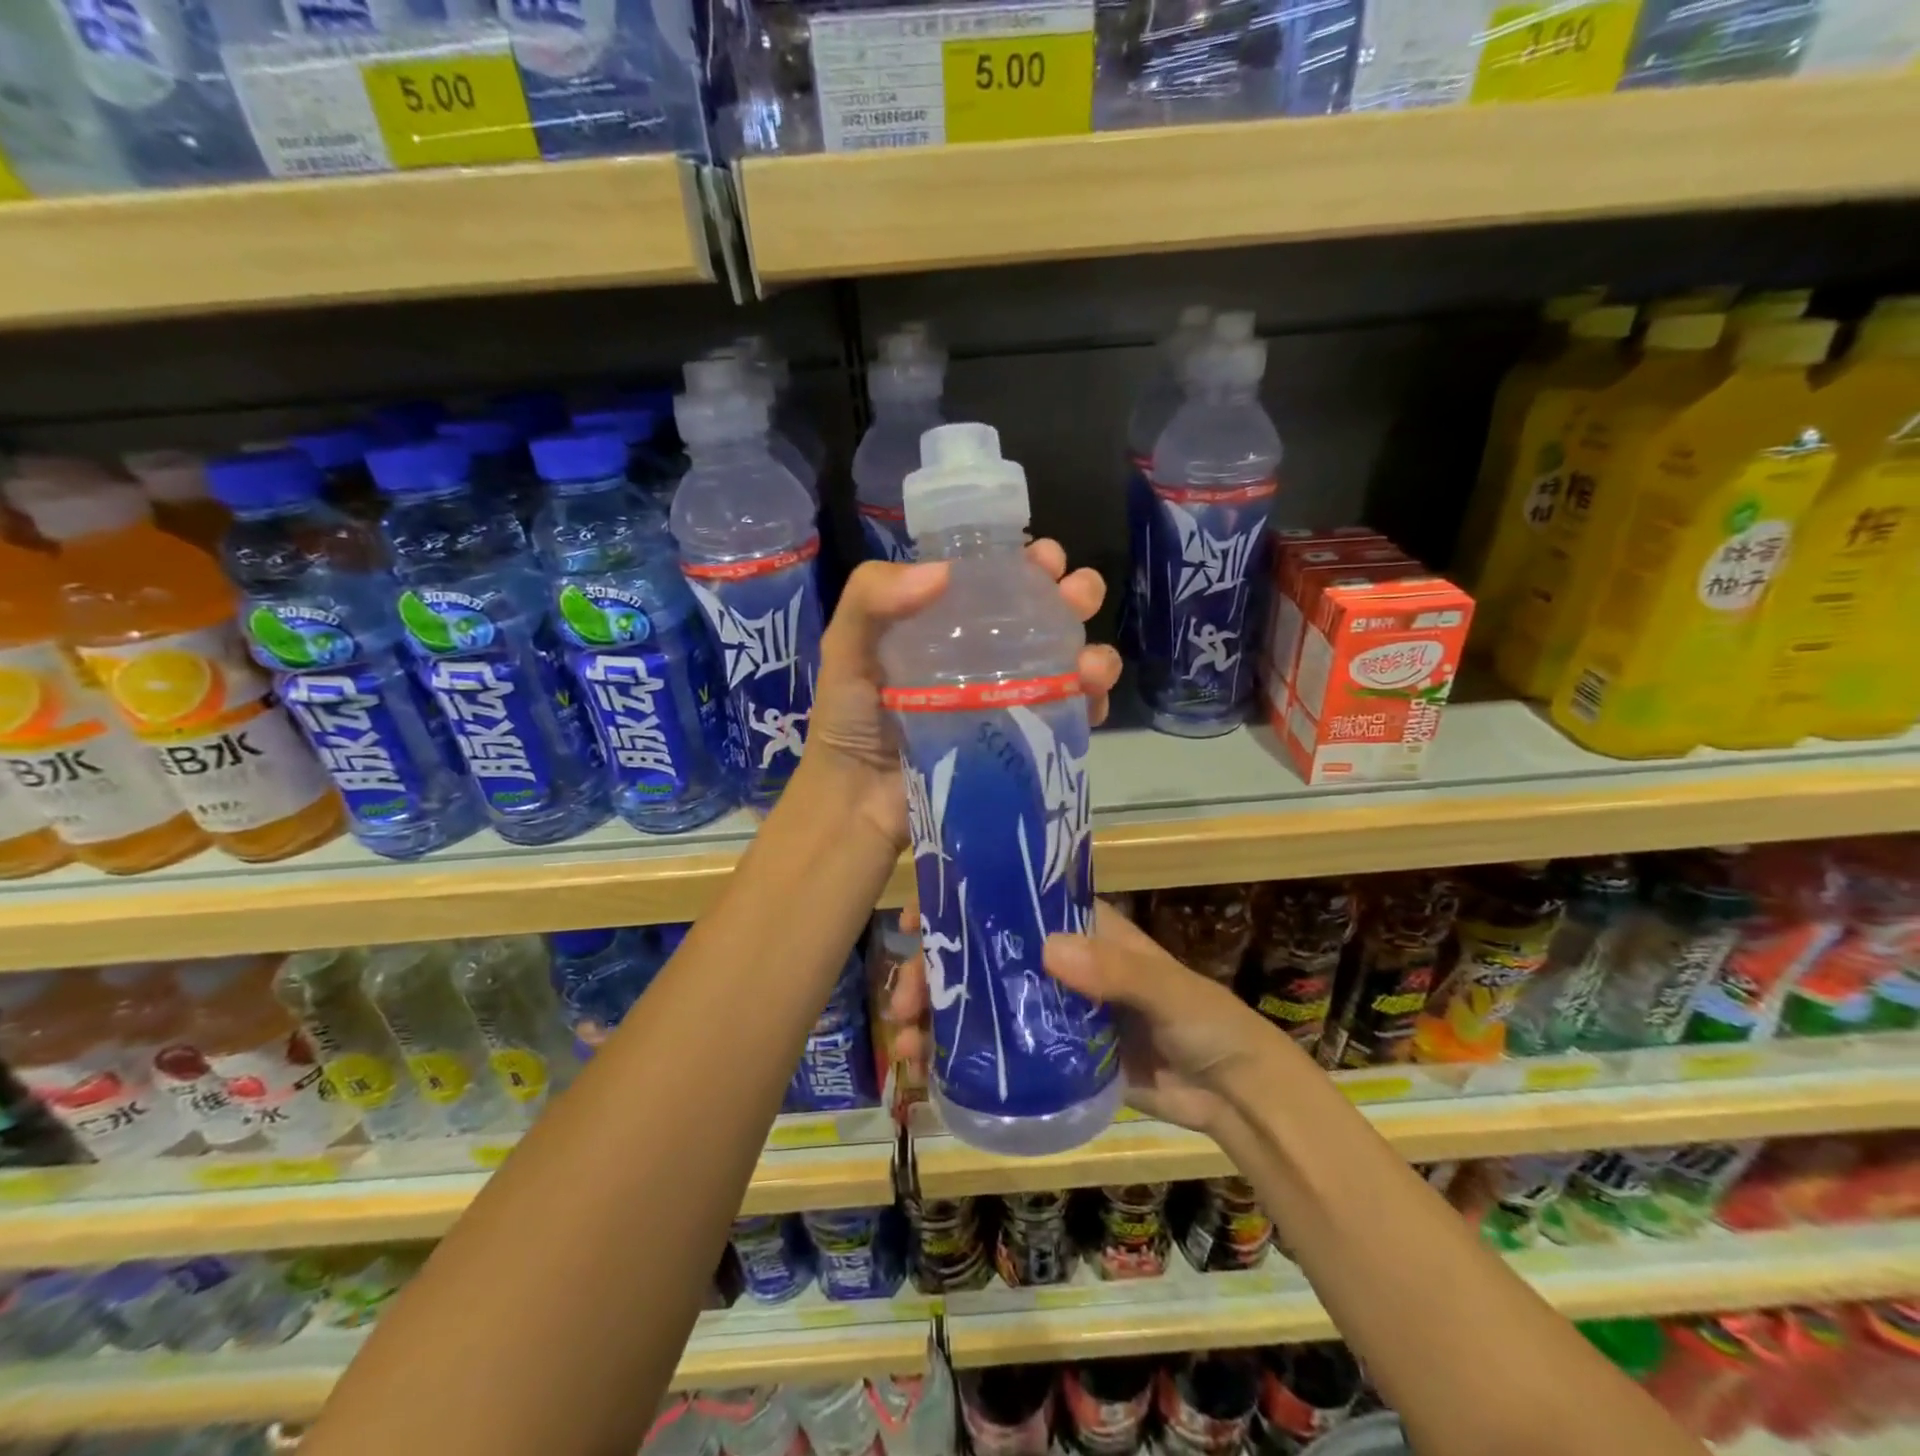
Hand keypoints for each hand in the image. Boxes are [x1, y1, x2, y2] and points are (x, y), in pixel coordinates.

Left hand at [802, 543, 1121, 852]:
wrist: (858, 803)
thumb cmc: (849, 722)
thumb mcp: (846, 649)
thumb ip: (872, 599)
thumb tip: (944, 573)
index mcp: (946, 627)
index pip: (995, 585)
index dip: (1026, 566)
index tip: (1047, 559)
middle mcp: (982, 658)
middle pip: (1041, 619)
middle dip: (1073, 598)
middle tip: (1080, 595)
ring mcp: (1006, 701)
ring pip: (1064, 665)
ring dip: (1092, 654)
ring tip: (1093, 663)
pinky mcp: (1021, 743)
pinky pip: (1066, 718)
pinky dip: (1089, 704)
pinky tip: (1093, 699)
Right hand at [888, 902, 1274, 1136]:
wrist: (1229, 1093)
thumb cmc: (1202, 1020)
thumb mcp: (1166, 989)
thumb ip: (1117, 971)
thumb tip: (1049, 950)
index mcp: (1076, 930)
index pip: (1007, 904)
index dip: (958, 905)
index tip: (917, 917)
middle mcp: (1053, 963)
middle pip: (979, 957)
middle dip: (933, 972)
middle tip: (901, 1003)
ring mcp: (1046, 1011)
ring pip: (978, 1003)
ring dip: (935, 1017)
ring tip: (905, 1046)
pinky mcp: (1048, 1057)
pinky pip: (995, 1051)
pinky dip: (958, 1057)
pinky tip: (927, 1072)